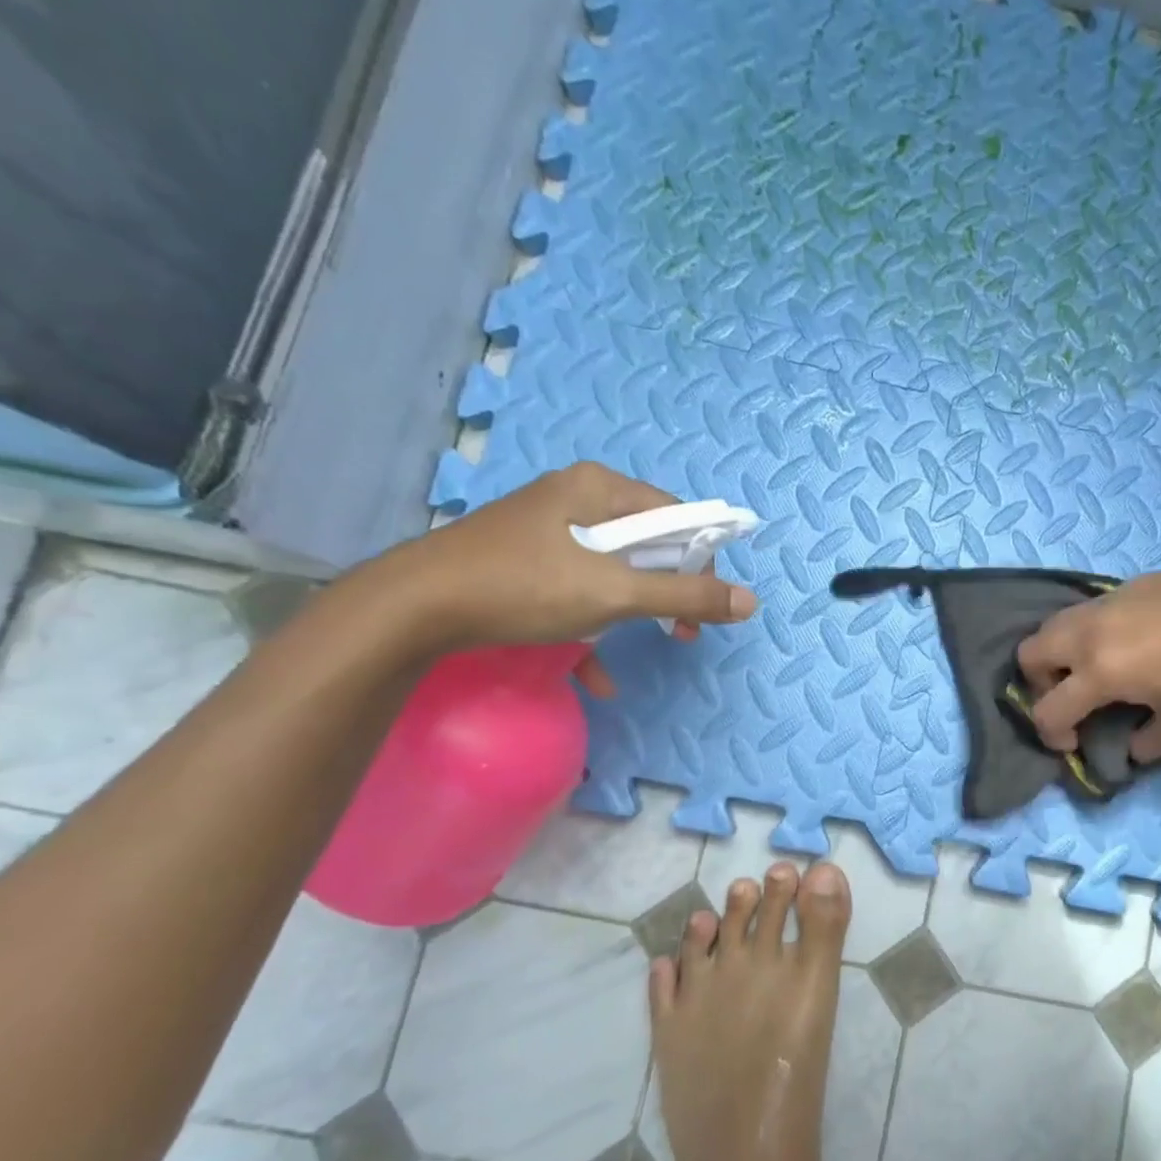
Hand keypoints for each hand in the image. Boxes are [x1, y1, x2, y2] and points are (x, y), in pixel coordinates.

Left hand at [374, 463, 757, 685]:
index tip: (704, 605)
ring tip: (646, 644)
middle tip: (680, 631)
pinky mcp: (524, 560)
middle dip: (669, 591)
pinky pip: (577, 587)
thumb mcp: (614, 593)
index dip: (701, 560)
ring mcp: (546, 529)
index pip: (677, 516)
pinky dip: (593, 625)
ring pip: (613, 569)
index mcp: (599, 488)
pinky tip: (595, 673)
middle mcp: (575, 498)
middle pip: (647, 543)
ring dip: (634, 611)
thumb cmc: (523, 587)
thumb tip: (749, 602)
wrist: (411, 609)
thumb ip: (685, 597)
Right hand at [1016, 560, 1160, 763]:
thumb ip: (1147, 744)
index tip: (1074, 744)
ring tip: (1093, 669)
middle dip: (1038, 684)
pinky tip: (1126, 642)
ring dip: (1057, 654)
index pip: (1047, 709)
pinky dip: (1086, 632)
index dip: (1052, 735)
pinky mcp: (1124, 586)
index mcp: (1100, 671)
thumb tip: (1129, 747)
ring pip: (1052, 624)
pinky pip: (1085, 611)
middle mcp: (1089, 633)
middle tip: (1072, 698)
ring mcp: (1105, 603)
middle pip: (1029, 653)